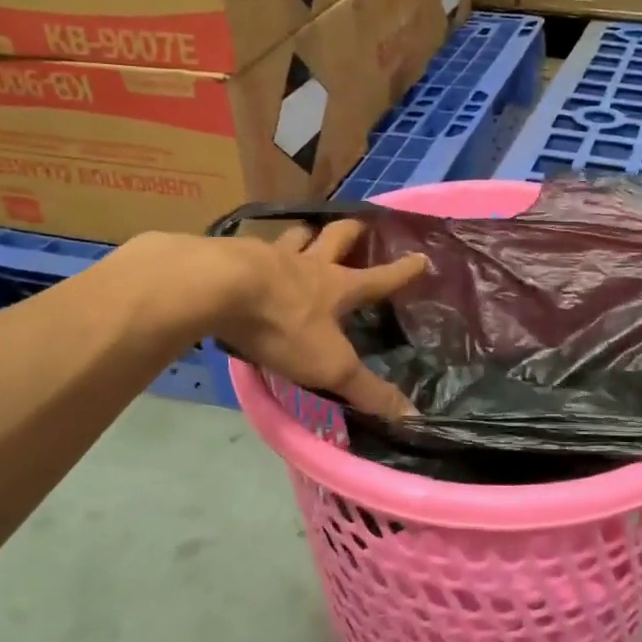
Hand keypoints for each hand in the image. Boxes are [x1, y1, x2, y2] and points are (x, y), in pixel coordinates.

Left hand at [214, 221, 427, 420]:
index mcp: (338, 286)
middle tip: (361, 225)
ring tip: (306, 235)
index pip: (380, 278)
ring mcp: (271, 256)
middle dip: (353, 232)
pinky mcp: (235, 257)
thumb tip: (412, 416)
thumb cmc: (284, 325)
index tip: (421, 257)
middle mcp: (309, 264)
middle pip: (337, 237)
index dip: (403, 271)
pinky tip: (249, 257)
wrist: (220, 289)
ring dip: (305, 235)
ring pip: (295, 236)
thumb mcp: (331, 365)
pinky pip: (252, 248)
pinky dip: (258, 251)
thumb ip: (368, 390)